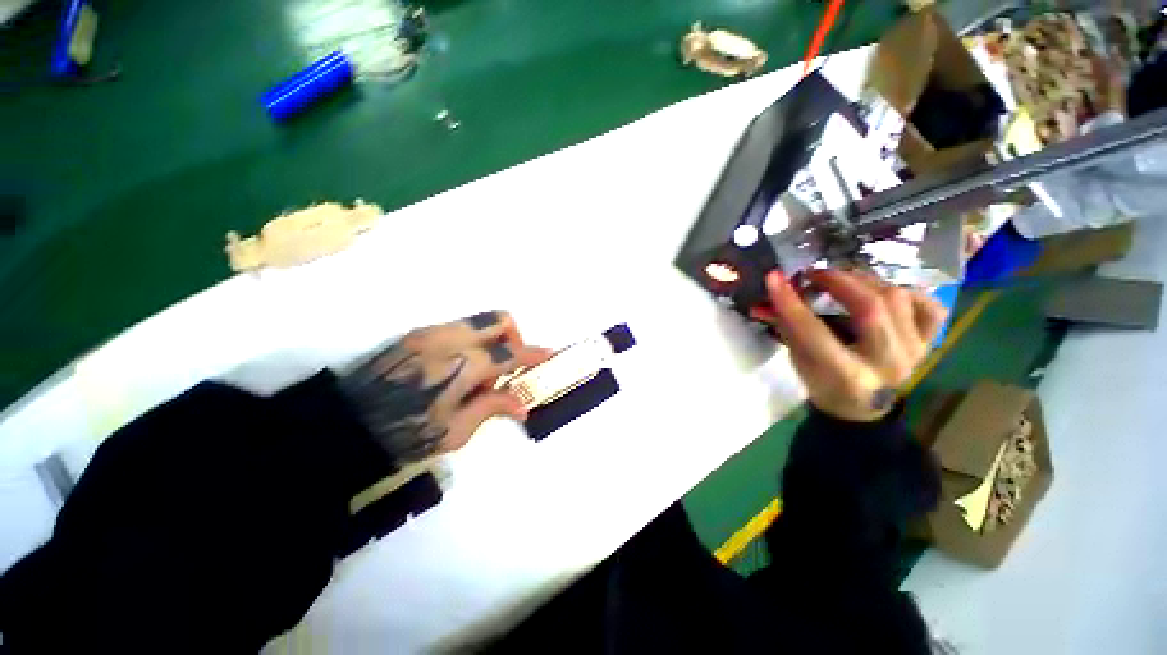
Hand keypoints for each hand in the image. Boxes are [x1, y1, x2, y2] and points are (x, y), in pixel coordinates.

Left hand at [340, 311, 551, 462]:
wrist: (346, 424)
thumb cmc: (404, 433)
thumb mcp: (456, 431)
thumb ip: (493, 406)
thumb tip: (523, 405)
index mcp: (465, 363)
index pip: (511, 352)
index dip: (534, 354)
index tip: (549, 355)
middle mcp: (452, 338)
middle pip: (499, 319)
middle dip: (515, 336)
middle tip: (508, 366)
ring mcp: (432, 332)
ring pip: (479, 321)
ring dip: (492, 341)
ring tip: (479, 375)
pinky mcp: (417, 334)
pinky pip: (458, 329)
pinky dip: (472, 342)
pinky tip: (459, 370)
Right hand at [751, 270, 946, 421]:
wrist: (860, 407)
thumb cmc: (822, 384)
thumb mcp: (798, 359)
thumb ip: (785, 326)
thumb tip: (763, 298)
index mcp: (845, 375)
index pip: (813, 331)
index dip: (791, 302)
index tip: (774, 278)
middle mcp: (886, 364)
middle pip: (871, 308)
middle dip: (839, 281)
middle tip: (816, 274)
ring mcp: (914, 353)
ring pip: (898, 299)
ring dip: (865, 281)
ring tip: (843, 279)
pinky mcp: (929, 343)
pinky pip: (930, 306)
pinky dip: (906, 292)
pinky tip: (883, 292)